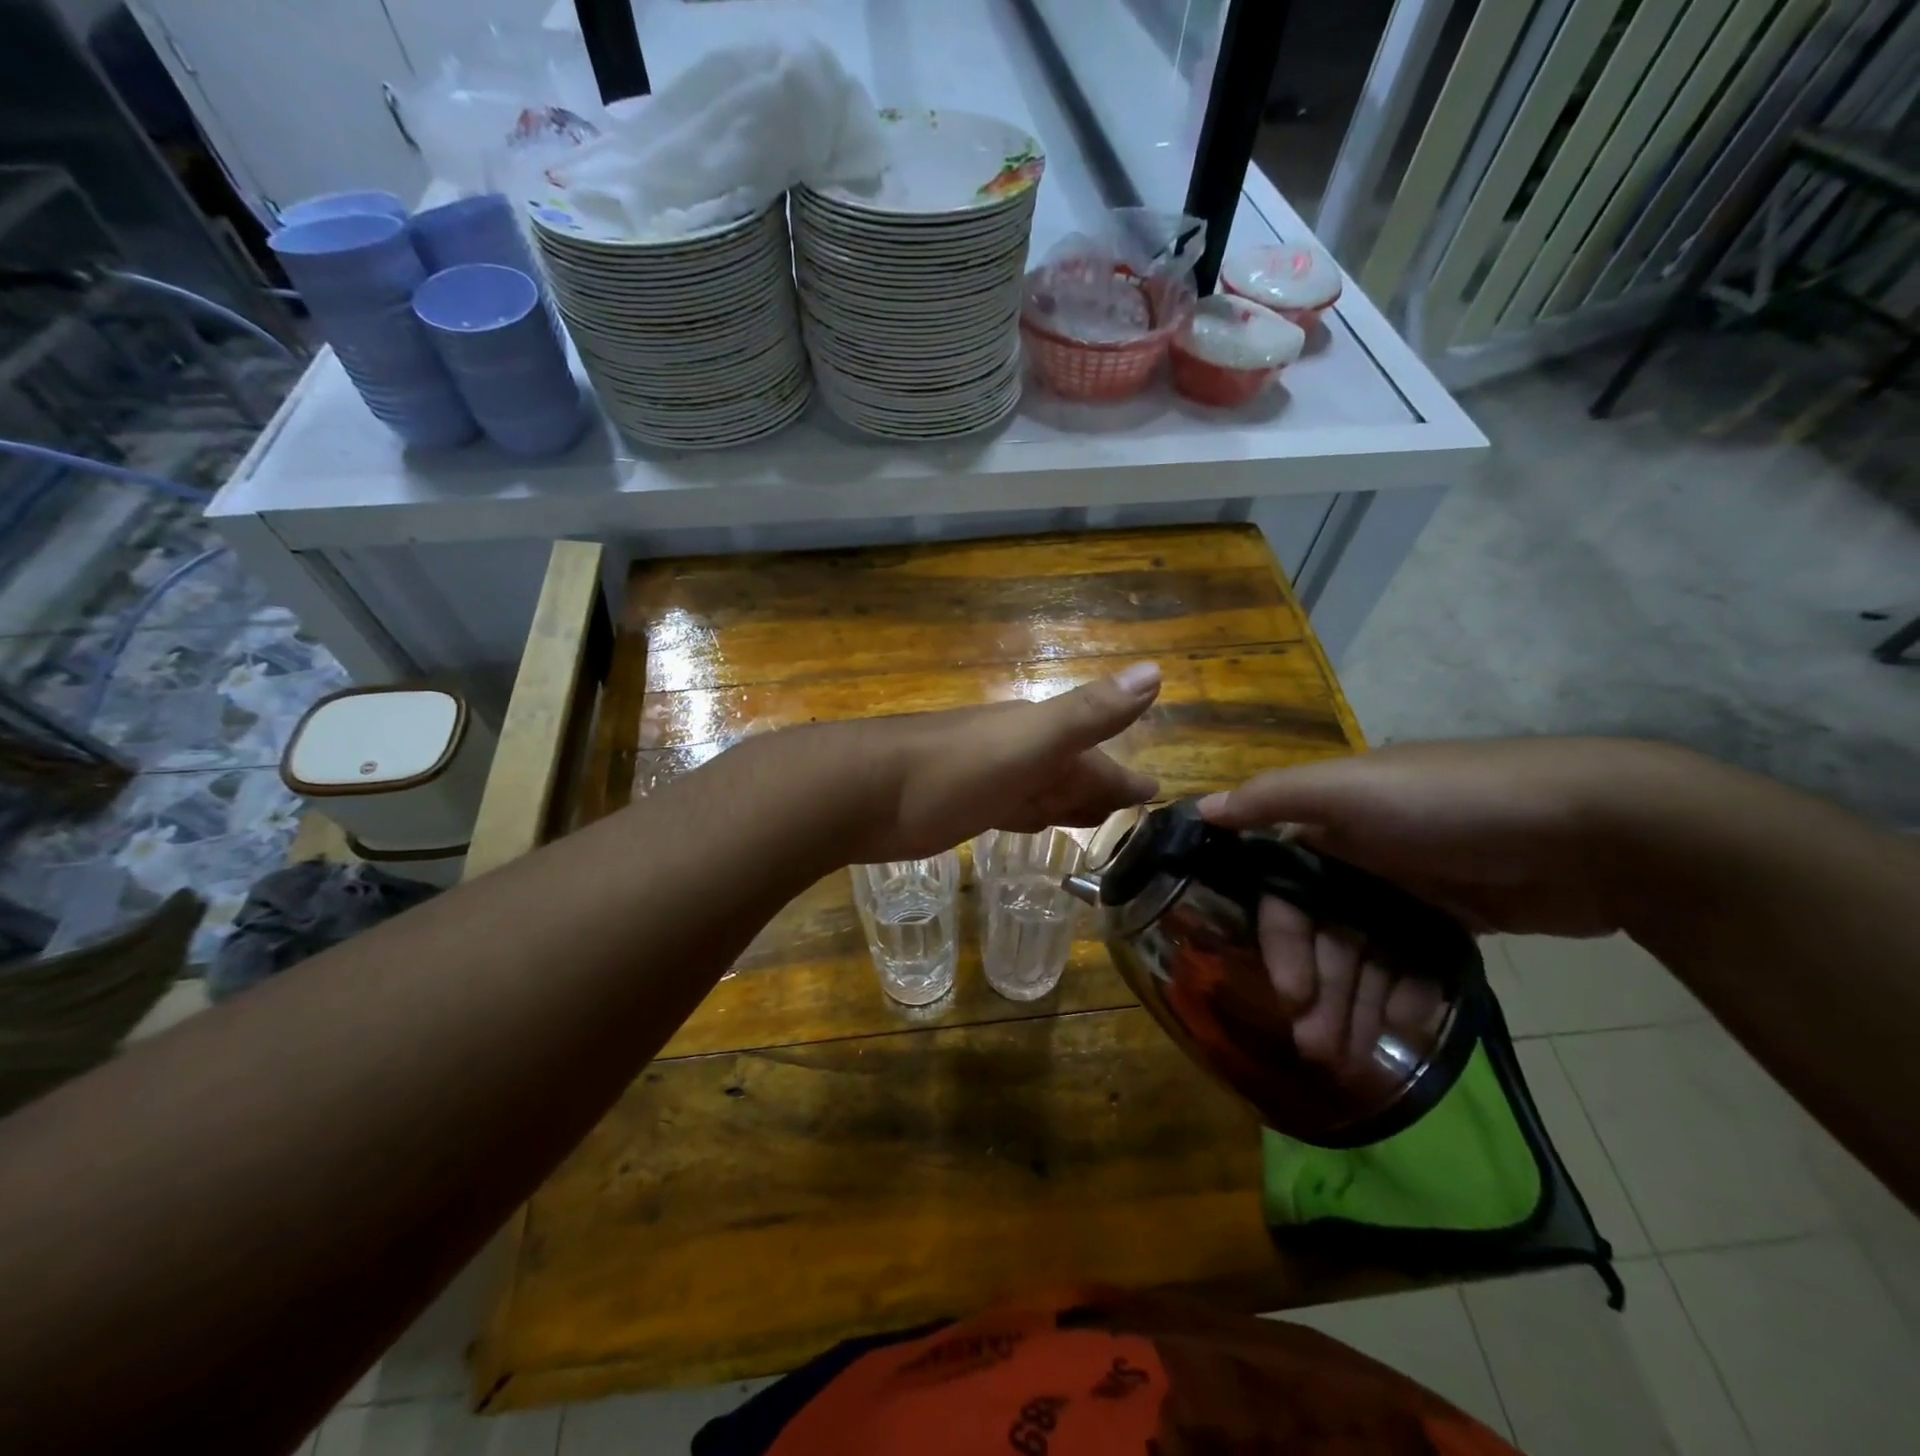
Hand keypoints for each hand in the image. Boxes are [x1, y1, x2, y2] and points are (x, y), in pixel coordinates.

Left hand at [851, 661, 1162, 862]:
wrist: (862, 792)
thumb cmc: (951, 769)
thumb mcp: (1028, 742)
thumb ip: (1088, 714)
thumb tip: (1156, 672)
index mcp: (1037, 737)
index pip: (1096, 758)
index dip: (1125, 777)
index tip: (1156, 794)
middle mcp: (1015, 754)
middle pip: (1070, 773)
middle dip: (1101, 789)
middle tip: (1133, 811)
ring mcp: (985, 780)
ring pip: (1041, 790)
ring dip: (1068, 802)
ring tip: (1095, 820)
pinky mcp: (959, 807)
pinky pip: (1010, 809)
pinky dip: (1030, 815)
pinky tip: (1031, 822)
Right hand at [1199, 739, 1656, 1084]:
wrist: (1596, 826)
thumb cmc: (1451, 804)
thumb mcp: (1352, 789)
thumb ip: (1273, 799)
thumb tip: (1202, 810)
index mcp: (1329, 825)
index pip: (1286, 894)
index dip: (1284, 945)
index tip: (1292, 996)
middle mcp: (1361, 856)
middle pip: (1326, 934)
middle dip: (1321, 991)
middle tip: (1321, 1050)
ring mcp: (1411, 890)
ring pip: (1369, 957)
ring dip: (1359, 1007)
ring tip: (1357, 1062)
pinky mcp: (1458, 918)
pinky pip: (1417, 964)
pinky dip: (1410, 997)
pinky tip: (1413, 1030)